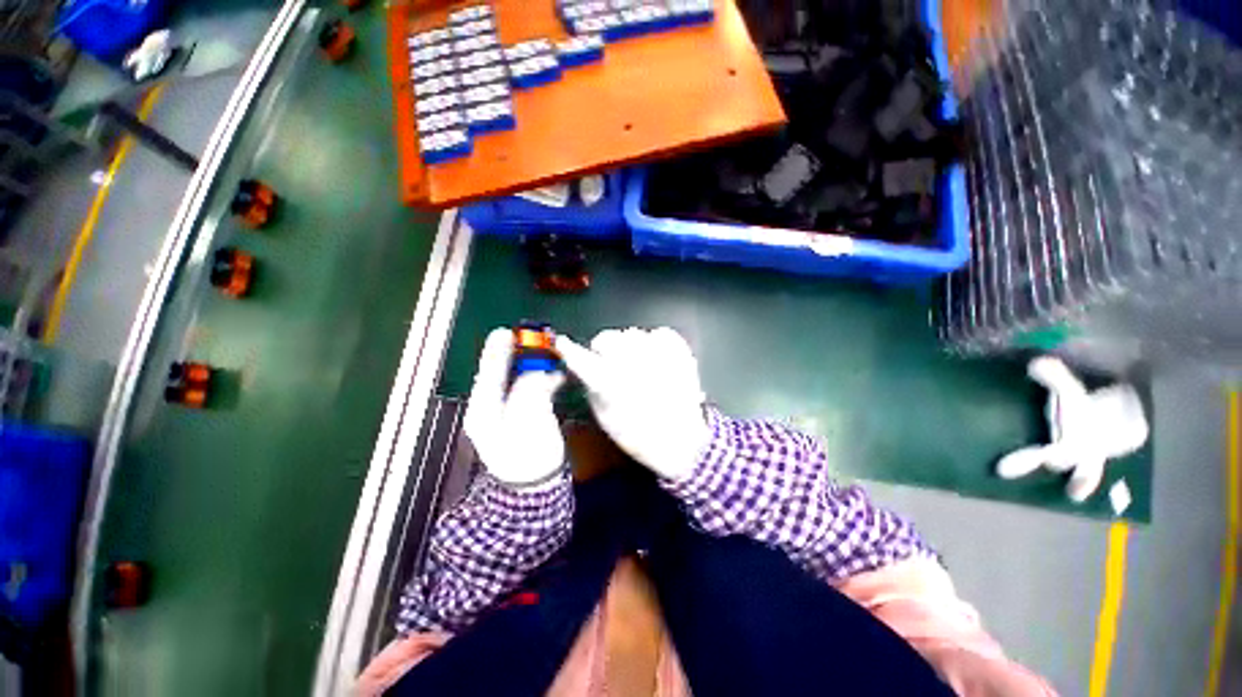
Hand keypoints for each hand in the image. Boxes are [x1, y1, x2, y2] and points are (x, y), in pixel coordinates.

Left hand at [463, 328, 566, 486]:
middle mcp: (492, 408)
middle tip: (536, 339)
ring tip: (551, 353)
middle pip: (504, 374)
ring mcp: (509, 413)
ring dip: (535, 366)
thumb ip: (532, 390)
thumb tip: (539, 373)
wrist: (535, 488)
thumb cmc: (529, 456)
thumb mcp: (528, 420)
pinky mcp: (525, 417)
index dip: (497, 351)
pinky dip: (545, 380)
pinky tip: (558, 375)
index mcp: (484, 409)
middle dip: (519, 355)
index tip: (505, 332)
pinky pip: (533, 391)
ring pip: (520, 381)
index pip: (489, 373)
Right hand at [557, 327, 709, 480]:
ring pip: (632, 334)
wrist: (681, 441)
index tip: (564, 345)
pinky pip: (659, 333)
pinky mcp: (679, 352)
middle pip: (607, 338)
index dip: (569, 349)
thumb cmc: (637, 435)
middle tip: (609, 361)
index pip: (581, 357)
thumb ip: (591, 386)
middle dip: (604, 348)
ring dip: (629, 346)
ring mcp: (658, 355)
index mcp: (610, 383)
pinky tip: (656, 359)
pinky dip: (655, 342)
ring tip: (637, 363)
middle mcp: (632, 364)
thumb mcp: (604, 416)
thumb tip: (581, 366)